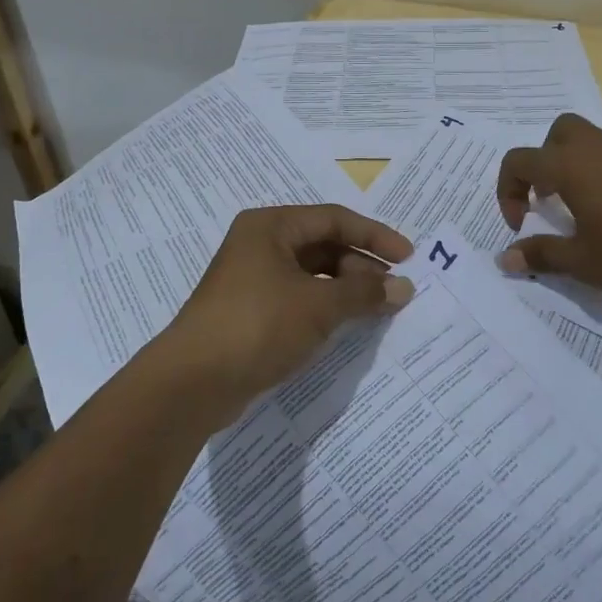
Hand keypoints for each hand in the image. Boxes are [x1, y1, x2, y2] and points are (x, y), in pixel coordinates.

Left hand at [157, 205, 414, 421]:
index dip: (375, 236)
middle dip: (361, 266)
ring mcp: (252, 279)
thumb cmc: (258, 325)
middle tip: (393, 291)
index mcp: (271, 226)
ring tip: (376, 310)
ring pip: (312, 274)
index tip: (409, 257)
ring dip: (346, 289)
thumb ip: (364, 292)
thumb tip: (404, 287)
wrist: (192, 383)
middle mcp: (260, 244)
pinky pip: (299, 298)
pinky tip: (345, 325)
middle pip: (323, 245)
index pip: (334, 219)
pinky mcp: (250, 311)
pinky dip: (325, 307)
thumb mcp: (319, 305)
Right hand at [495, 113, 601, 297]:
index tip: (522, 226)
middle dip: (541, 161)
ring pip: (587, 141)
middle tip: (546, 198)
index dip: (507, 192)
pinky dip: (598, 175)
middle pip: (556, 132)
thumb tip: (505, 258)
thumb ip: (540, 255)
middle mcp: (594, 150)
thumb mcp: (582, 261)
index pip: (519, 161)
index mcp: (568, 166)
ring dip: (571, 167)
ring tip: (577, 210)